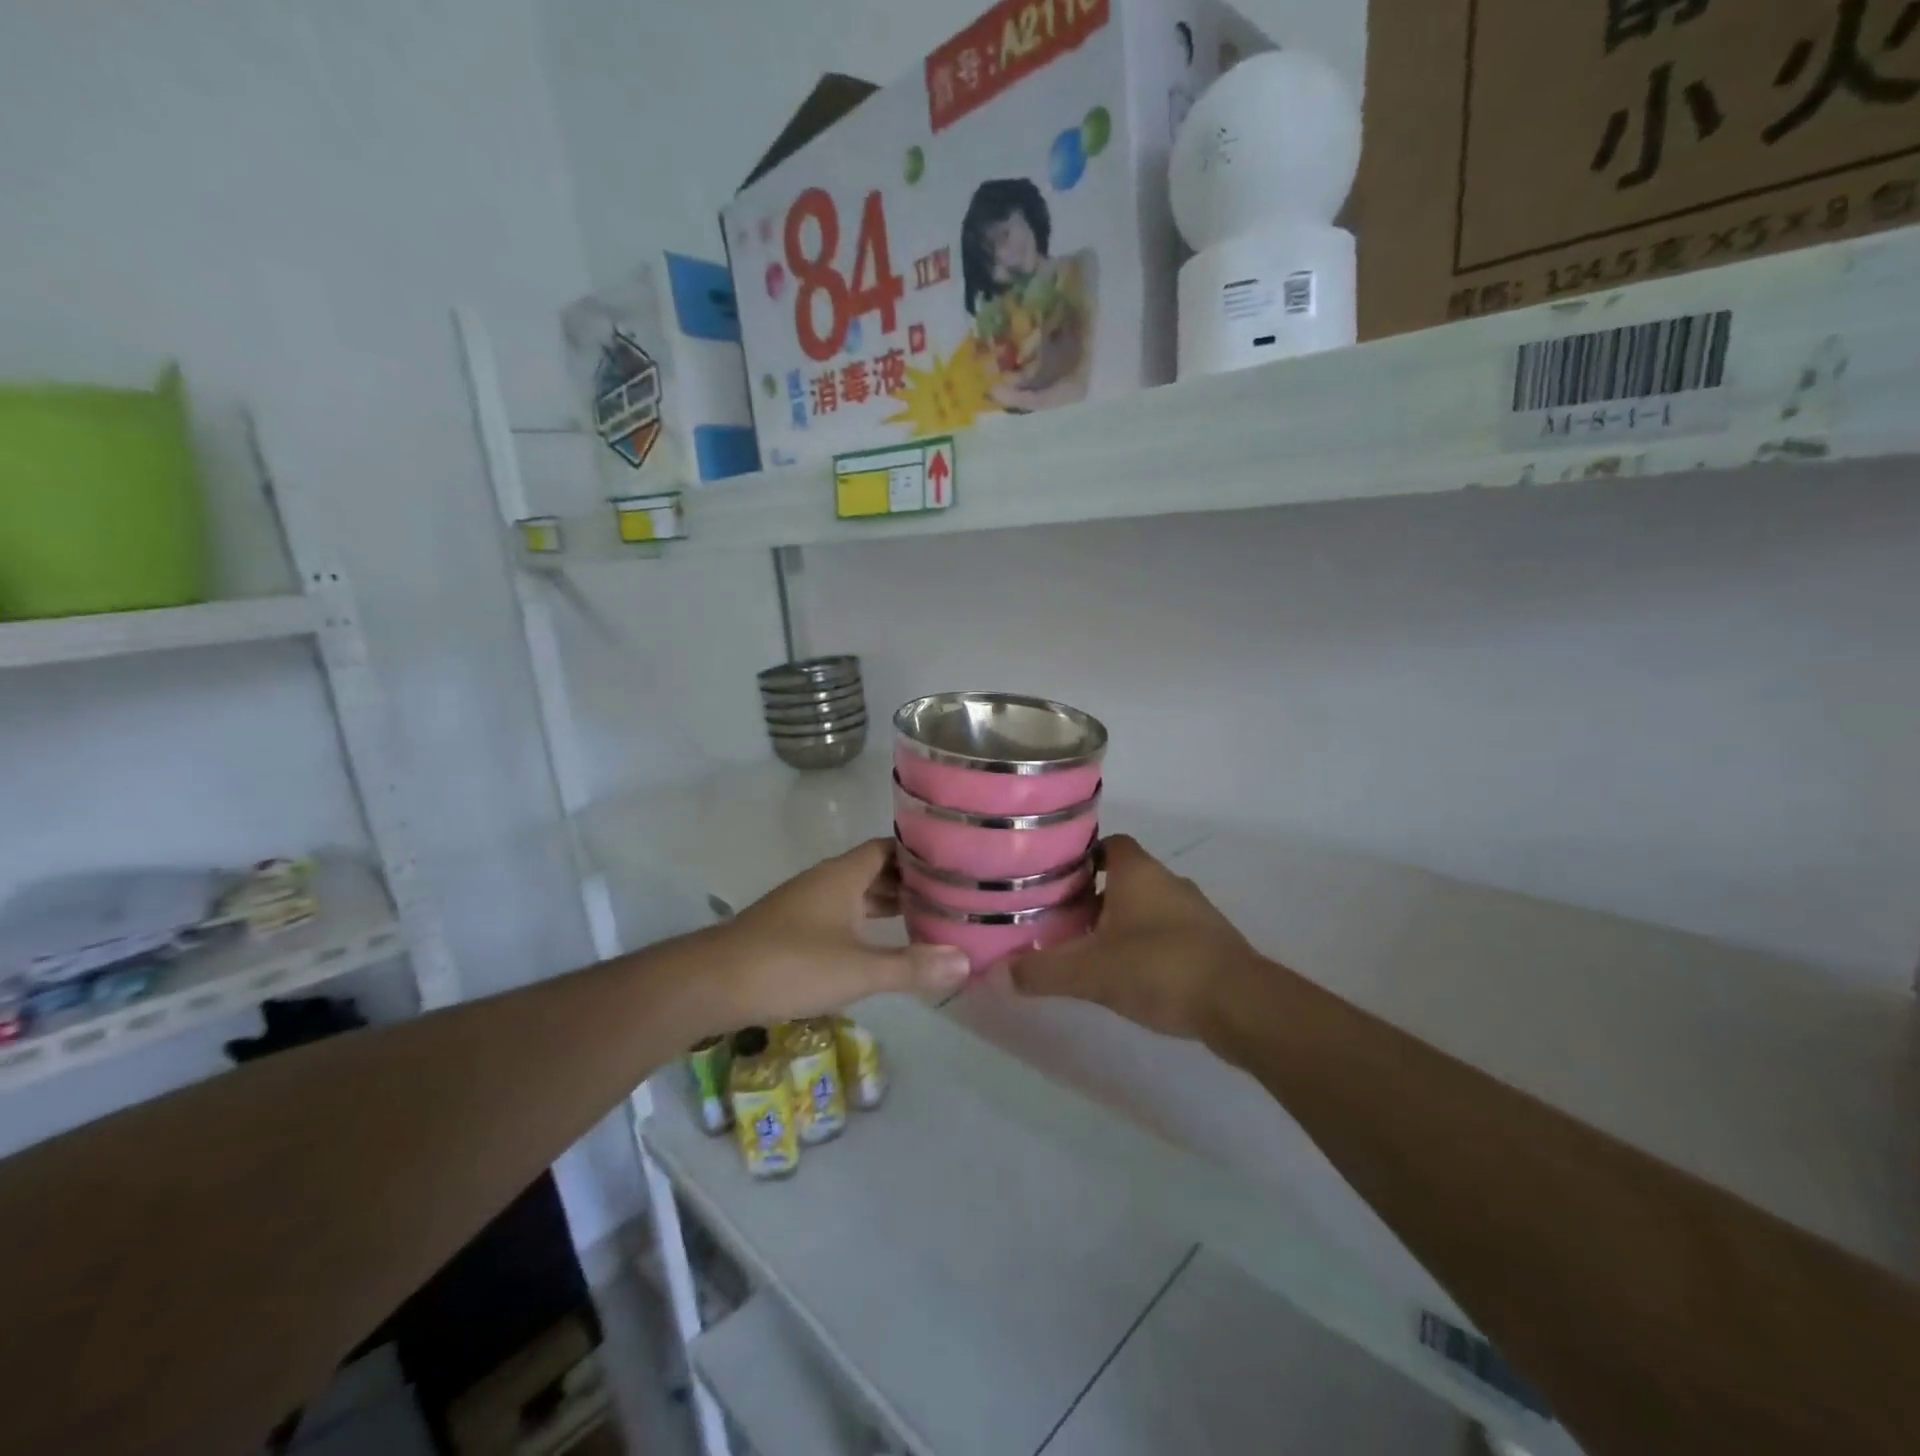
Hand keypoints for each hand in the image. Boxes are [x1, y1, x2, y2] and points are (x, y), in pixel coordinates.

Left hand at [709, 838, 968, 1026]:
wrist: (712, 983)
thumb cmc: (790, 965)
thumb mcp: (858, 969)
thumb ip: (912, 966)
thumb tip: (966, 960)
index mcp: (843, 874)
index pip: (890, 848)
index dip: (921, 853)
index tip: (955, 864)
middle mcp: (826, 881)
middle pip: (876, 870)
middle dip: (911, 883)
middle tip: (951, 898)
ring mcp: (807, 905)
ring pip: (857, 895)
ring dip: (888, 905)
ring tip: (927, 921)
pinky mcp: (793, 929)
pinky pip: (841, 916)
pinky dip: (866, 924)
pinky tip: (881, 946)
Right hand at [1007, 835, 1252, 1040]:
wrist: (1240, 1003)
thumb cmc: (1159, 968)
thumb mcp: (1090, 972)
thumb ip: (1042, 971)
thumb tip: (998, 974)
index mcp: (1137, 871)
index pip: (1105, 844)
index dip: (1079, 858)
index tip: (1053, 881)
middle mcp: (1167, 880)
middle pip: (1122, 876)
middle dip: (1094, 896)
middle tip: (1062, 921)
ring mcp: (1194, 910)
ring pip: (1146, 905)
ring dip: (1121, 922)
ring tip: (1091, 950)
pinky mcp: (1211, 941)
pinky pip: (1168, 931)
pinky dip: (1147, 943)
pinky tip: (1132, 974)